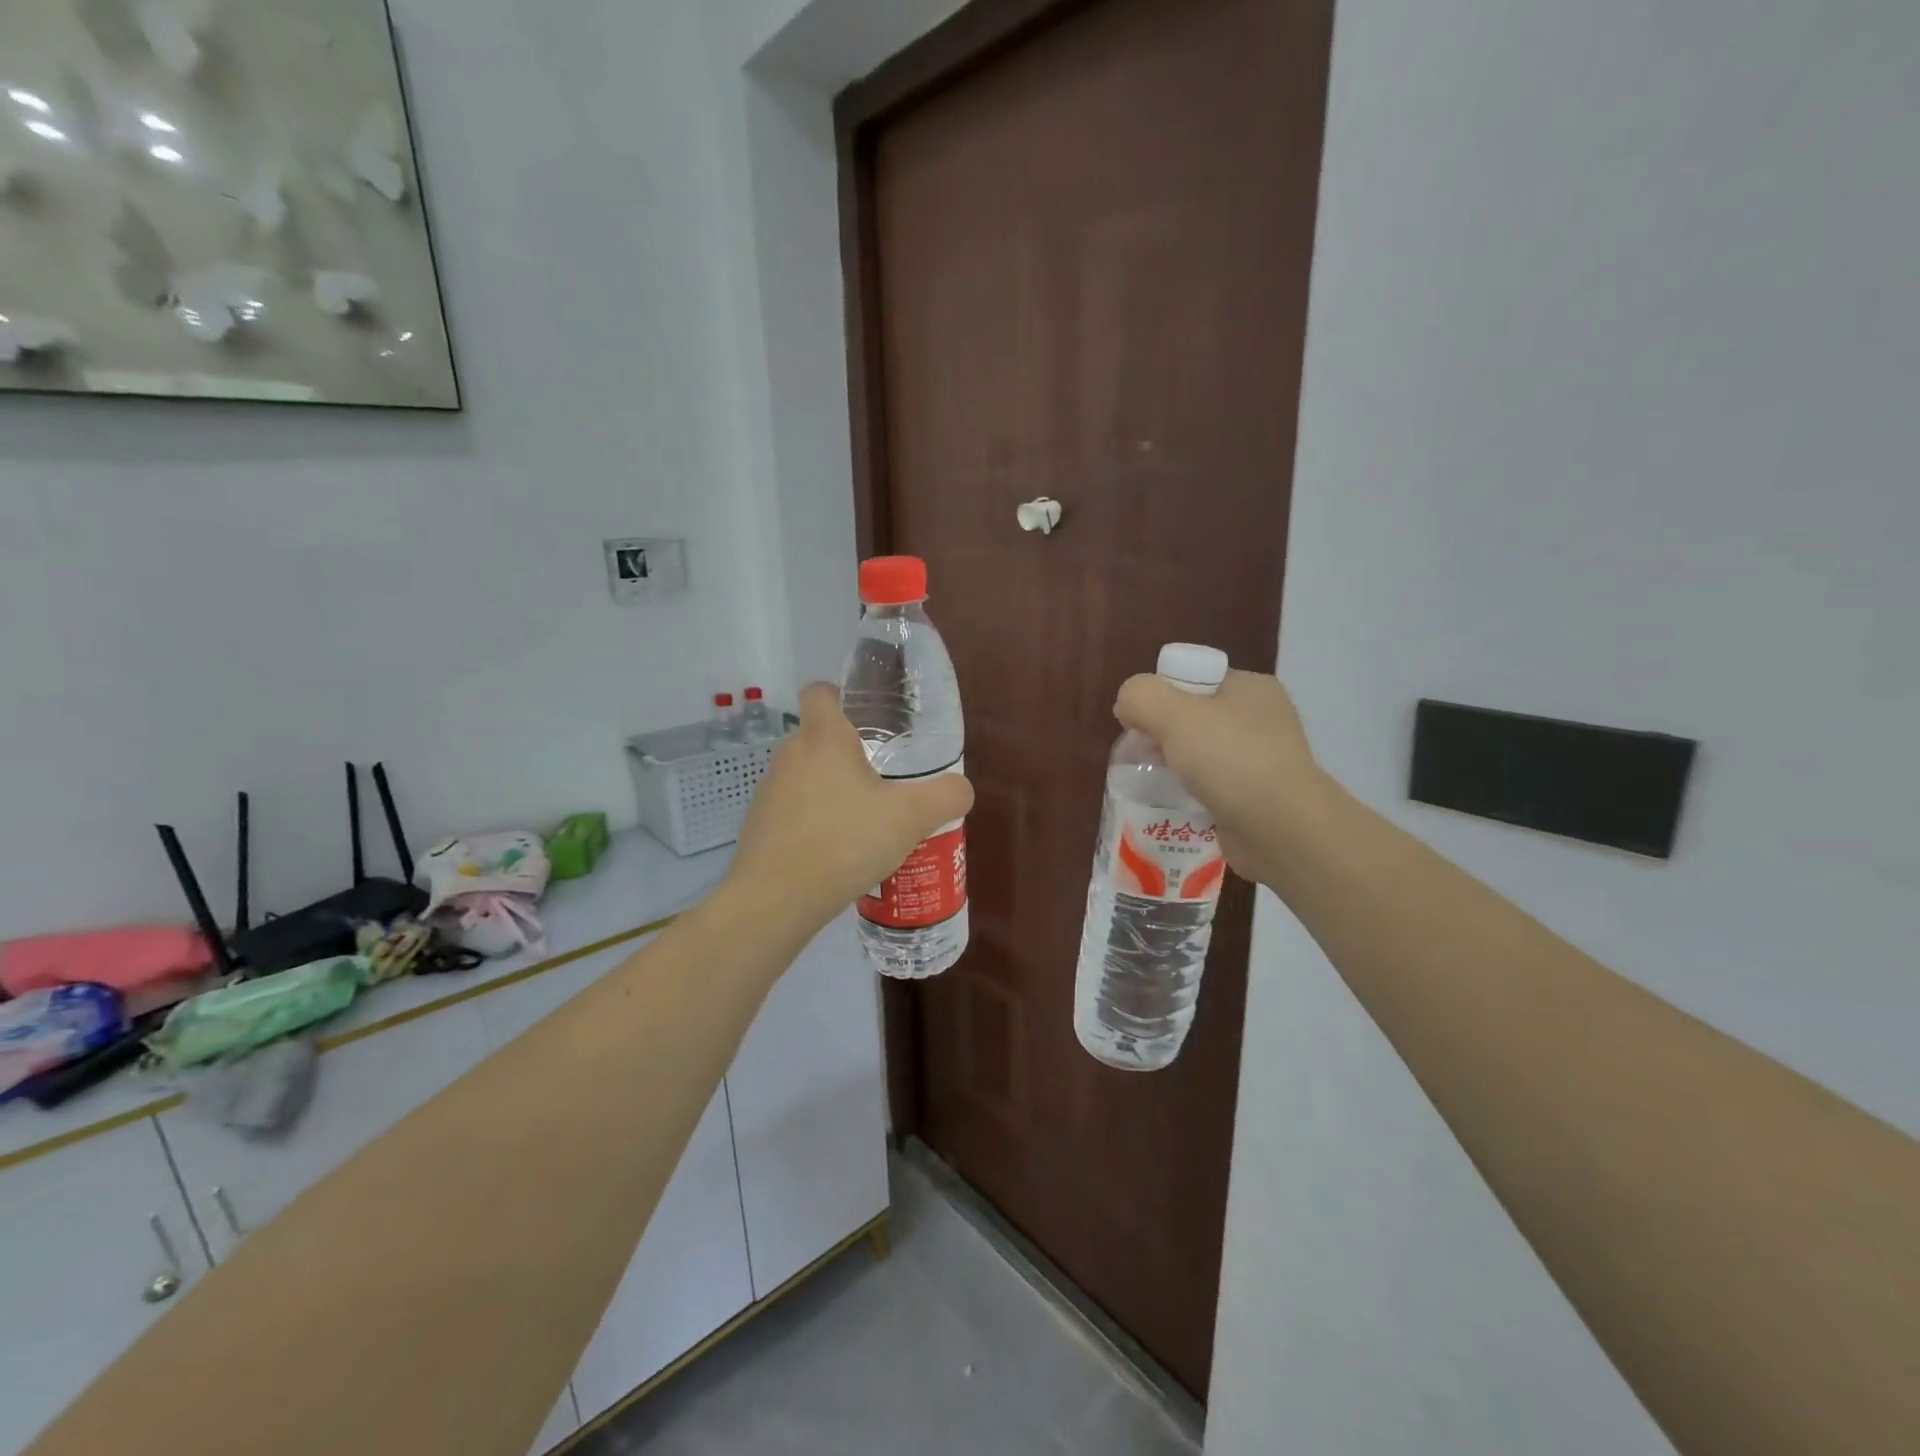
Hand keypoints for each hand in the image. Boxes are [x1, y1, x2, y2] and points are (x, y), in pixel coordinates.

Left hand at [725, 683, 974, 934]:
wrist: (775, 900)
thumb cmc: (844, 842)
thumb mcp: (910, 818)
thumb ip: (945, 796)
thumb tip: (962, 788)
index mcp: (824, 738)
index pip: (820, 692)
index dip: (840, 696)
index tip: (868, 719)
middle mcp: (790, 755)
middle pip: (818, 738)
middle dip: (848, 754)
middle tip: (883, 779)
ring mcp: (768, 791)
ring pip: (805, 777)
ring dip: (831, 791)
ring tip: (864, 823)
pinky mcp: (758, 827)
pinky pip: (792, 812)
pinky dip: (813, 823)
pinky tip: (837, 854)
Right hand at [1114, 669, 1325, 891]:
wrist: (1284, 831)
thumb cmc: (1232, 761)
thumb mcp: (1175, 715)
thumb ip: (1141, 697)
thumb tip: (1127, 705)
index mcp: (1250, 688)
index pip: (1192, 679)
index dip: (1159, 697)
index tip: (1140, 724)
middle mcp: (1259, 719)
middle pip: (1191, 718)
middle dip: (1160, 736)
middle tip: (1140, 757)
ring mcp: (1260, 760)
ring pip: (1198, 755)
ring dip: (1172, 768)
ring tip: (1149, 785)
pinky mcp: (1255, 797)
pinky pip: (1209, 787)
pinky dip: (1189, 795)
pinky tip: (1172, 805)